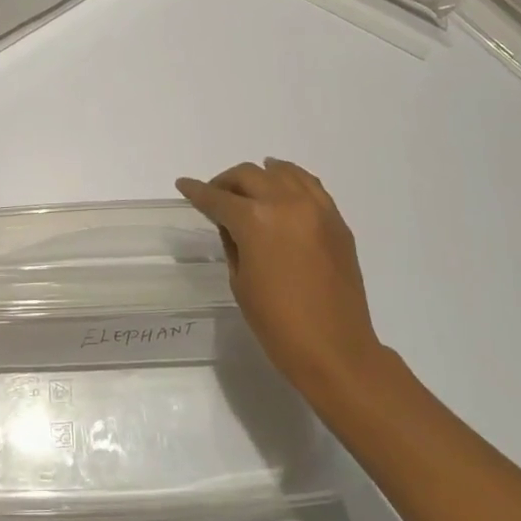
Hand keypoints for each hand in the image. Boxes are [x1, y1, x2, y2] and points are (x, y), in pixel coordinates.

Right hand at [176, 159, 386, 394]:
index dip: (197, 191)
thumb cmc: (278, 323)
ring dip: (260, 175)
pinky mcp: (336, 220)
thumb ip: (232, 242)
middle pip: (248, 175)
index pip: (218, 198)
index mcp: (255, 221)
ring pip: (282, 172)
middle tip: (215, 195)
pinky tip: (282, 187)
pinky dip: (291, 180)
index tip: (184, 185)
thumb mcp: (240, 281)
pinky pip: (310, 185)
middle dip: (226, 182)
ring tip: (249, 186)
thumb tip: (231, 223)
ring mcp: (316, 209)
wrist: (335, 349)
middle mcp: (286, 203)